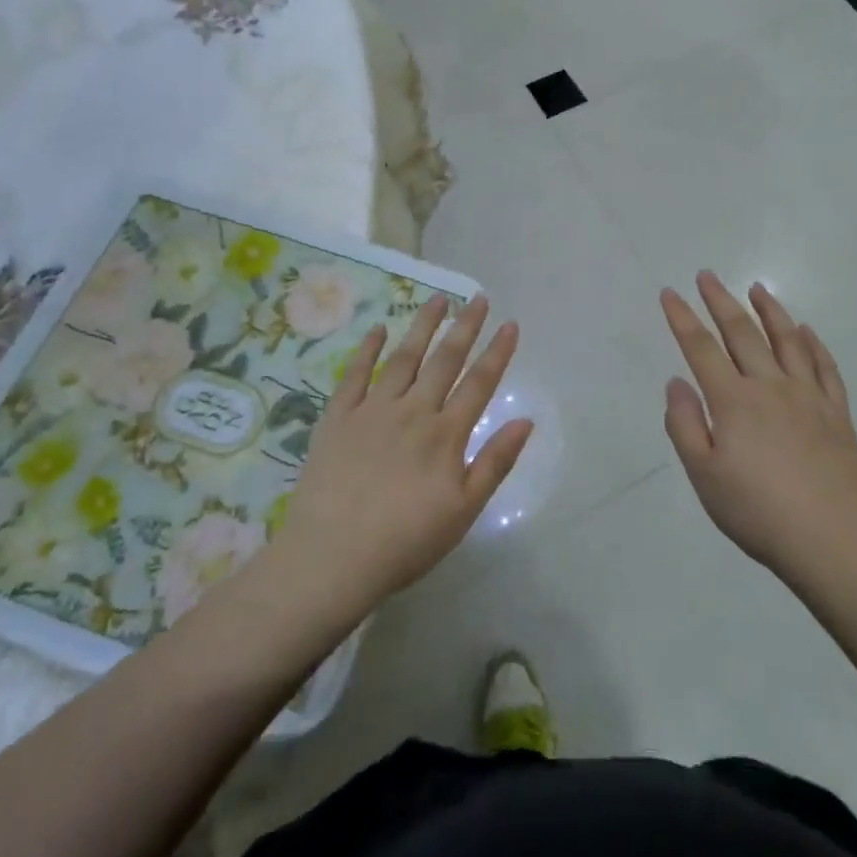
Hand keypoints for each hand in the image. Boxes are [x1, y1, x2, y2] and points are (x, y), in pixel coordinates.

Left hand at [273, 295, 531, 616]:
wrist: (331, 559)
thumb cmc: (405, 542)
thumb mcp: (463, 511)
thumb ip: (494, 462)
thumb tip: (525, 420)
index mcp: (445, 434)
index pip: (479, 383)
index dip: (498, 352)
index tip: (510, 323)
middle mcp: (413, 411)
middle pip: (444, 360)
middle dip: (465, 326)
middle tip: (478, 297)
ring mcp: (372, 410)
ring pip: (403, 358)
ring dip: (422, 326)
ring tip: (437, 300)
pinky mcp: (338, 418)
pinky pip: (355, 375)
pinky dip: (367, 349)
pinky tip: (378, 329)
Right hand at [661, 273, 856, 585]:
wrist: (837, 542)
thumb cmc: (760, 513)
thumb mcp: (705, 477)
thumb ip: (685, 425)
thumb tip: (676, 382)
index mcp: (734, 401)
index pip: (701, 348)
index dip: (682, 318)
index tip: (670, 293)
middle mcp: (770, 387)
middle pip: (742, 333)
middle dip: (720, 301)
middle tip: (707, 276)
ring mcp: (808, 397)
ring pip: (786, 340)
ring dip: (769, 310)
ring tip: (757, 288)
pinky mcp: (837, 414)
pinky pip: (824, 367)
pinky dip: (813, 344)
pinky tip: (806, 332)